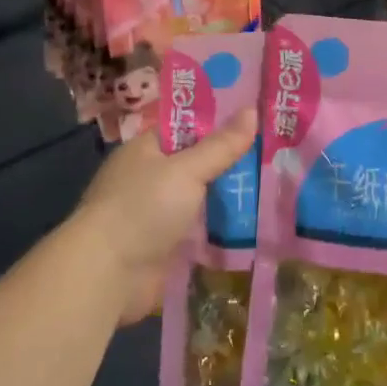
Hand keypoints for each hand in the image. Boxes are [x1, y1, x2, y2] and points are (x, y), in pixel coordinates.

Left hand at [69, 108, 257, 324]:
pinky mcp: (165, 247)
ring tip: (278, 189)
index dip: (221, 123)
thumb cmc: (143, 208)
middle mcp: (149, 179)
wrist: (107, 275)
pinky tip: (257, 227)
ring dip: (231, 200)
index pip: (188, 128)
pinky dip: (222, 232)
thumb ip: (221, 145)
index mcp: (146, 150)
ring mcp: (157, 215)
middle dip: (232, 165)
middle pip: (198, 165)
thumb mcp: (187, 170)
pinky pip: (200, 233)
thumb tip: (253, 109)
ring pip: (202, 200)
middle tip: (279, 156)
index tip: (258, 121)